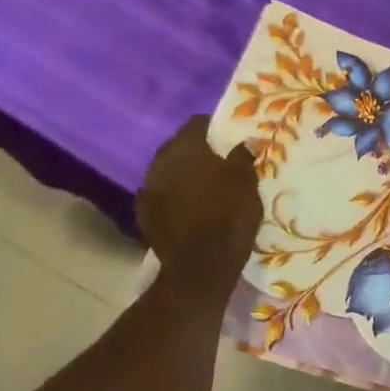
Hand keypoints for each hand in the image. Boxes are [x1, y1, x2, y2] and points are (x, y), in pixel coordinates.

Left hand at [136, 117, 261, 290]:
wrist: (200, 266)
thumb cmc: (229, 217)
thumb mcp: (247, 184)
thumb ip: (242, 158)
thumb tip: (243, 142)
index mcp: (187, 149)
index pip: (196, 124)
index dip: (213, 128)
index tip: (228, 138)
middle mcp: (161, 162)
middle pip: (178, 146)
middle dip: (195, 151)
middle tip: (217, 162)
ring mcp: (147, 188)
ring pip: (166, 170)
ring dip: (182, 173)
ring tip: (203, 186)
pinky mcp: (142, 212)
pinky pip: (159, 194)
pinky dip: (172, 195)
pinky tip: (187, 207)